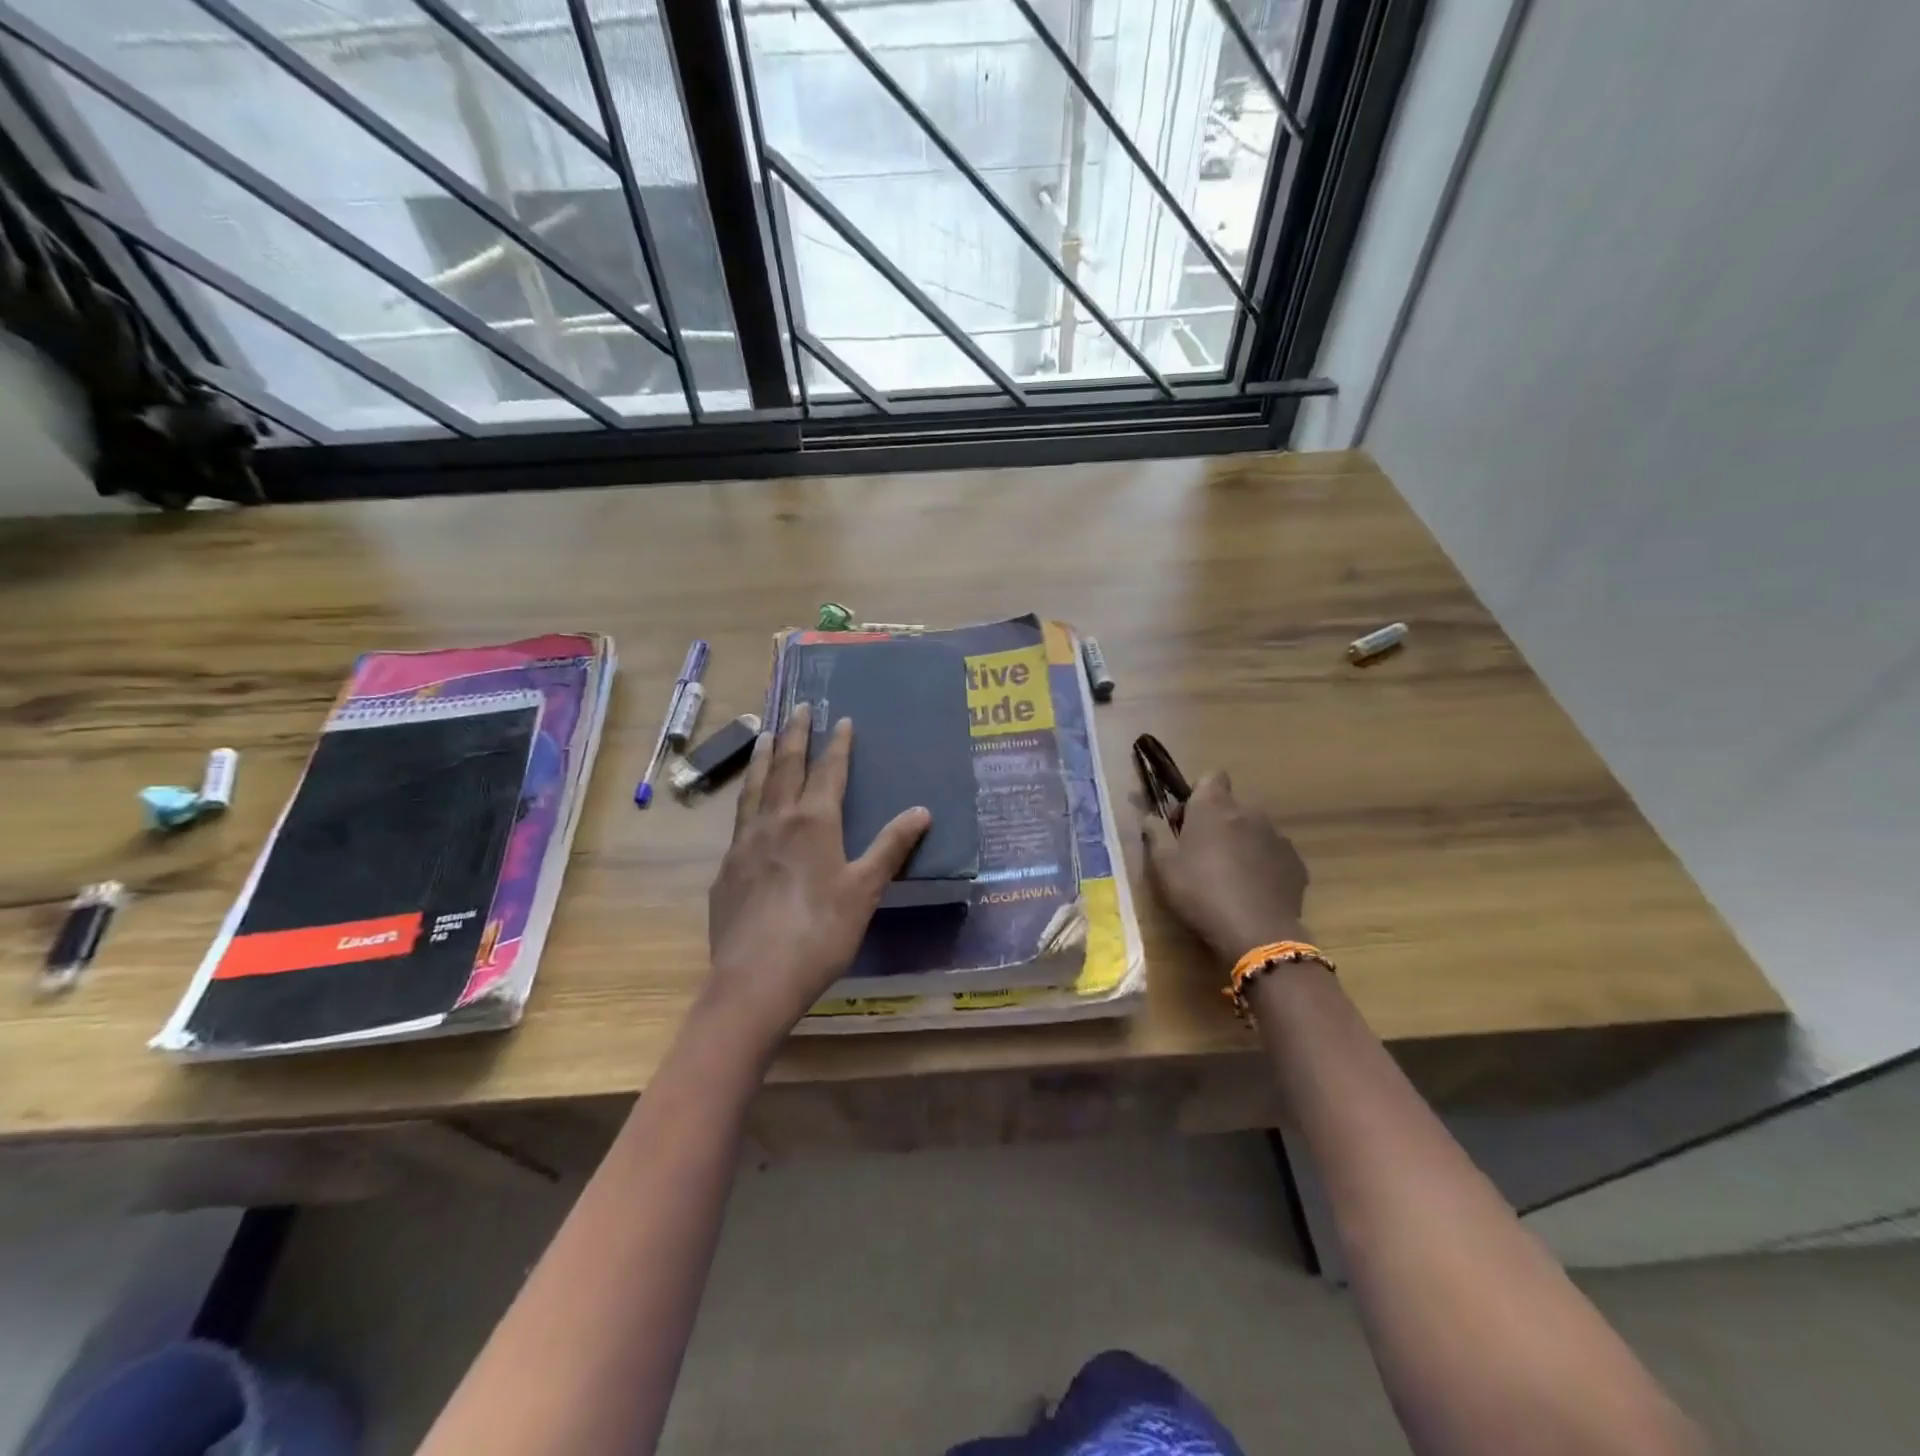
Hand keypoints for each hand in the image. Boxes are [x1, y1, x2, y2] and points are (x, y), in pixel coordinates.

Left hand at [704, 703, 930, 1052]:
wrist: (756, 978)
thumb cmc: (821, 932)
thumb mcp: (865, 890)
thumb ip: (891, 847)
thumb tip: (922, 810)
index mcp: (814, 822)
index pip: (828, 771)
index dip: (838, 744)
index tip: (842, 719)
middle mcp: (776, 821)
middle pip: (785, 767)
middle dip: (795, 735)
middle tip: (798, 707)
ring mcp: (745, 843)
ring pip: (755, 787)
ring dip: (763, 757)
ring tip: (764, 734)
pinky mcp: (727, 868)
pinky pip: (739, 818)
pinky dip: (747, 797)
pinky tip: (748, 805)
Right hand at [1141, 770, 1310, 964]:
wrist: (1257, 932)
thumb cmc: (1200, 892)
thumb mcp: (1163, 866)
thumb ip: (1155, 833)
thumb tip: (1151, 816)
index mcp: (1213, 807)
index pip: (1210, 777)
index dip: (1197, 795)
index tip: (1185, 822)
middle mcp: (1249, 812)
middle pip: (1231, 806)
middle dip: (1217, 823)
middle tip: (1200, 855)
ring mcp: (1277, 836)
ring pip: (1253, 830)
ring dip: (1240, 844)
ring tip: (1229, 878)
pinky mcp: (1296, 862)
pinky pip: (1273, 854)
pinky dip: (1262, 865)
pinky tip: (1252, 892)